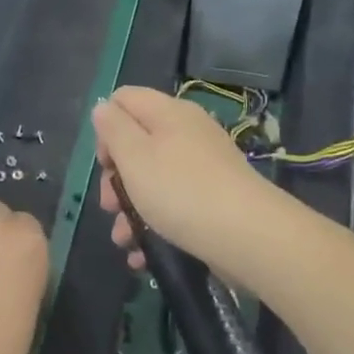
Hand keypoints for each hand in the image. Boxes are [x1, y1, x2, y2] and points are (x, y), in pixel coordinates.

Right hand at [93, 86, 274, 273]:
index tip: (106, 163)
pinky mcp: (213, 199)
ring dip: (131, 209)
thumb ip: (114, 129)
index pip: (125, 99)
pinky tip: (142, 253)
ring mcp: (203, 167)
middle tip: (110, 206)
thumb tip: (103, 109)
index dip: (106, 127)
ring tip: (124, 239)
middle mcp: (187, 133)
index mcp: (168, 113)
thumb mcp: (134, 156)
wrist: (249, 237)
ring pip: (153, 179)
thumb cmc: (180, 190)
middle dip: (116, 178)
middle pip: (137, 143)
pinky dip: (155, 225)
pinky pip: (174, 204)